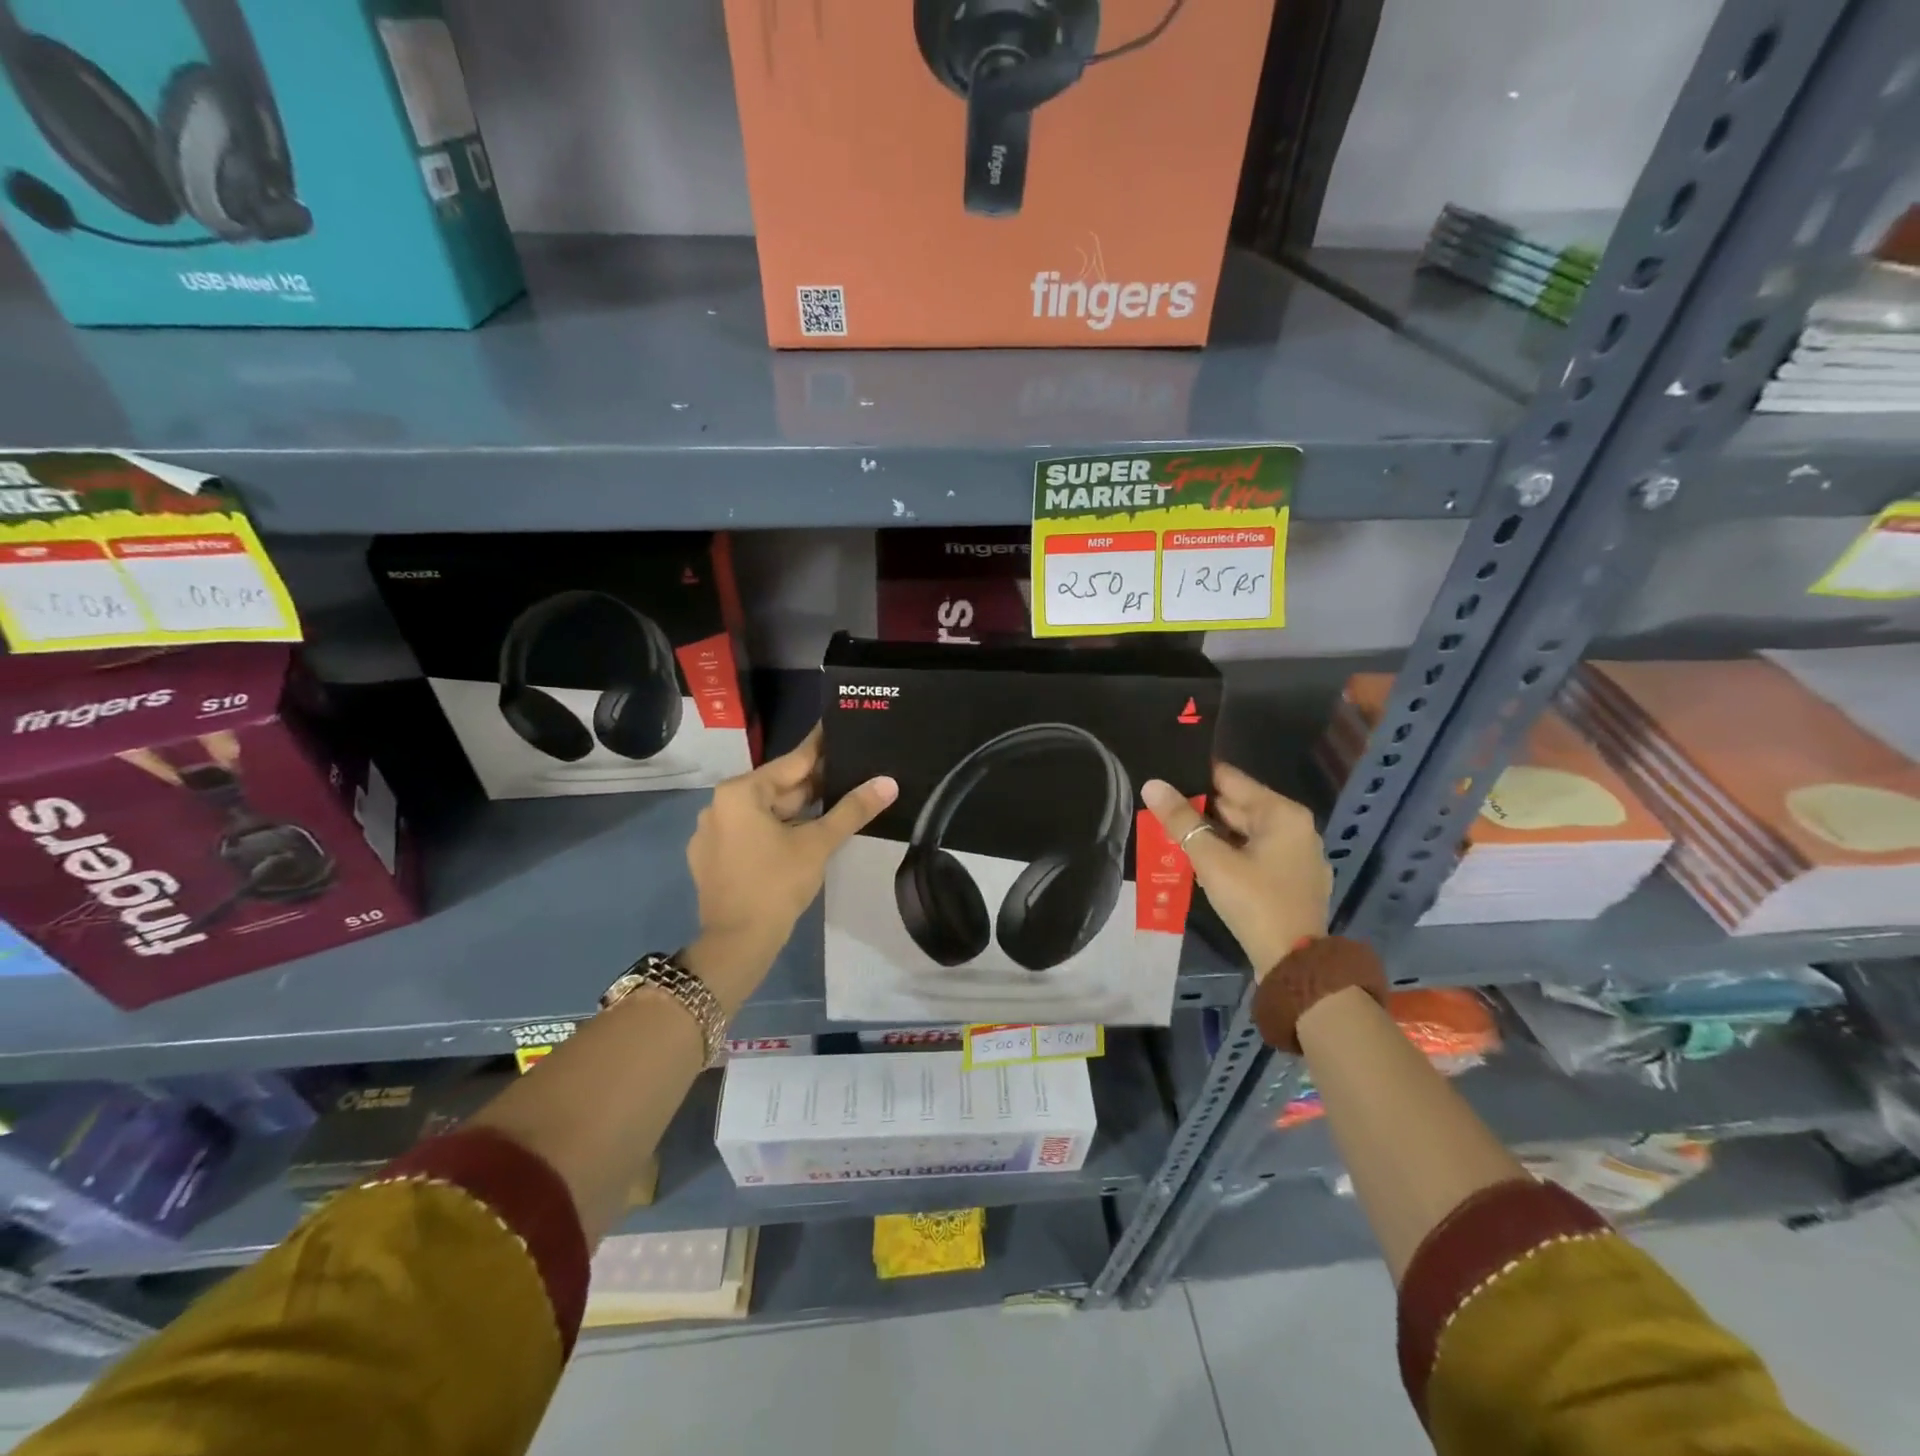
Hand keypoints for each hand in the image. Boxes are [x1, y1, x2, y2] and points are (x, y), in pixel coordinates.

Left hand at [685, 727, 896, 1000]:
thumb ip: (852, 809)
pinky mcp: (713, 857)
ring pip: (765, 811)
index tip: (840, 730)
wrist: (737, 943)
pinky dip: (778, 829)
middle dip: (813, 784)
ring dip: (798, 809)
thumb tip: (888, 782)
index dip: (821, 749)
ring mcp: (713, 833)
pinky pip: (752, 831)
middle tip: (851, 771)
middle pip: (777, 787)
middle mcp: (720, 805)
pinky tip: (805, 834)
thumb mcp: (818, 843)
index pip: (791, 763)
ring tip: (836, 801)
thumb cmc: (776, 885)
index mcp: (740, 793)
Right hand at [1141, 763, 1329, 975]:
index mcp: (1282, 813)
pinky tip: (1203, 862)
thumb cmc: (1254, 902)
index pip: (1231, 779)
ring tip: (1173, 834)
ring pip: (1245, 832)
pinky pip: (1256, 854)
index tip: (1165, 775)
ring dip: (1212, 834)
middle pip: (1239, 806)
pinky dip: (1231, 853)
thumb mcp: (1211, 860)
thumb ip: (1181, 821)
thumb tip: (1152, 785)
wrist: (1294, 964)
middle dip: (1200, 809)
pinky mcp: (1294, 880)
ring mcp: (1298, 855)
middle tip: (1160, 808)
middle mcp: (1296, 827)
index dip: (1195, 776)